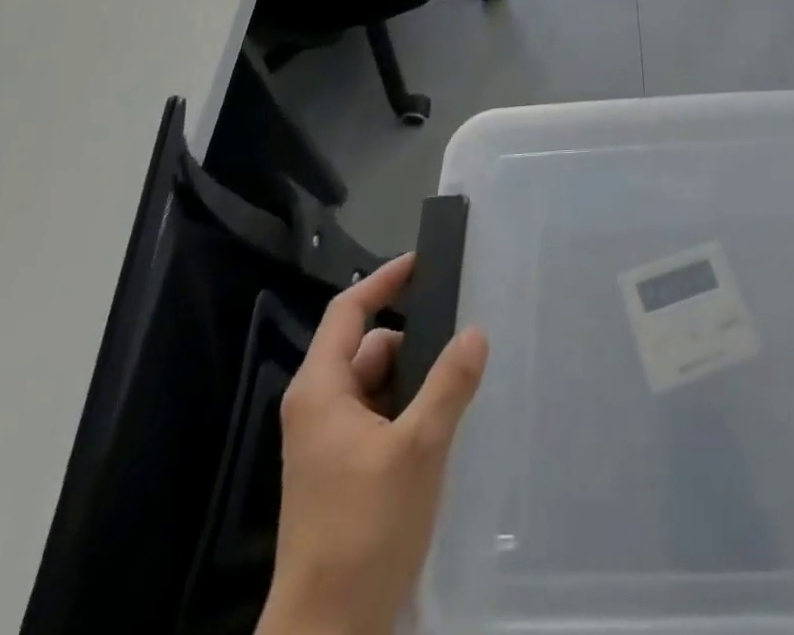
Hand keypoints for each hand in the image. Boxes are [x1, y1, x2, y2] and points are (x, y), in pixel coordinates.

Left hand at [260, 253, 488, 634]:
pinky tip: (442, 428)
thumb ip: (449, 384)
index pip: (349, 311)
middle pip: (368, 348)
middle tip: (461, 339)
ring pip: (377, 386)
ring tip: (459, 386)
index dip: (384, 281)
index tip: (422, 262)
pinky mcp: (342, 474)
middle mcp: (318, 408)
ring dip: (414, 382)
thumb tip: (475, 332)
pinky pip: (378, 419)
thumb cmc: (364, 530)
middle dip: (413, 342)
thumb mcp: (418, 449)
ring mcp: (328, 444)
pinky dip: (407, 412)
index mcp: (321, 390)